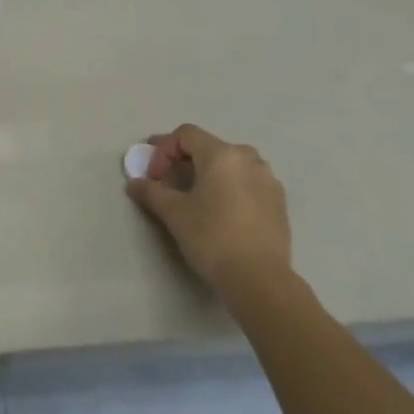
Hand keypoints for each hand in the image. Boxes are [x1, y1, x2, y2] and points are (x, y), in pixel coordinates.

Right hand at [126, 124, 292, 297]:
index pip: (186, 135)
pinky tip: (220, 211)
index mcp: (222, 154)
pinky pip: (246, 182)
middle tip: (166, 181)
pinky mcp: (278, 201)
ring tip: (194, 196)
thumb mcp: (174, 214)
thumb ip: (152, 192)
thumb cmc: (212, 237)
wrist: (259, 278)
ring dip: (207, 173)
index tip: (153, 177)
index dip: (163, 150)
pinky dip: (228, 187)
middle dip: (183, 160)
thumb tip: (135, 183)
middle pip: (209, 147)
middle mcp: (249, 158)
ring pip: (230, 165)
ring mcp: (268, 179)